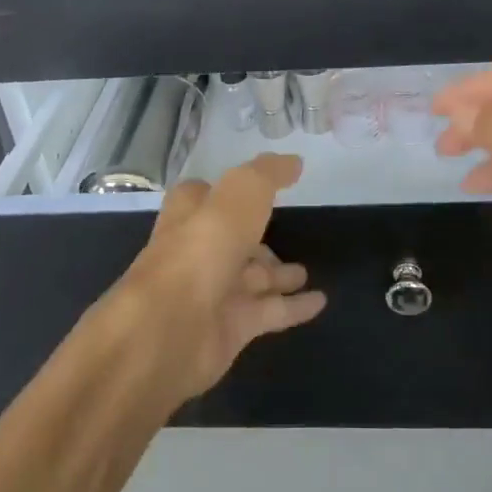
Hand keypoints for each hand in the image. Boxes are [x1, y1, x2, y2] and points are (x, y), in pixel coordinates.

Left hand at [114, 153, 326, 404]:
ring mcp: (213, 291)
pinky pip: (269, 313)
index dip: (226, 191)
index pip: (204, 196)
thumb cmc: (202, 248)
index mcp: (191, 214)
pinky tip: (320, 302)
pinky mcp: (230, 328)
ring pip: (251, 277)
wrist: (170, 330)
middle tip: (287, 232)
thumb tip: (293, 162)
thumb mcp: (241, 193)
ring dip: (277, 273)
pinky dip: (294, 308)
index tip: (257, 187)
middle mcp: (199, 250)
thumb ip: (268, 174)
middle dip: (257, 238)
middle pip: (232, 239)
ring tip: (305, 271)